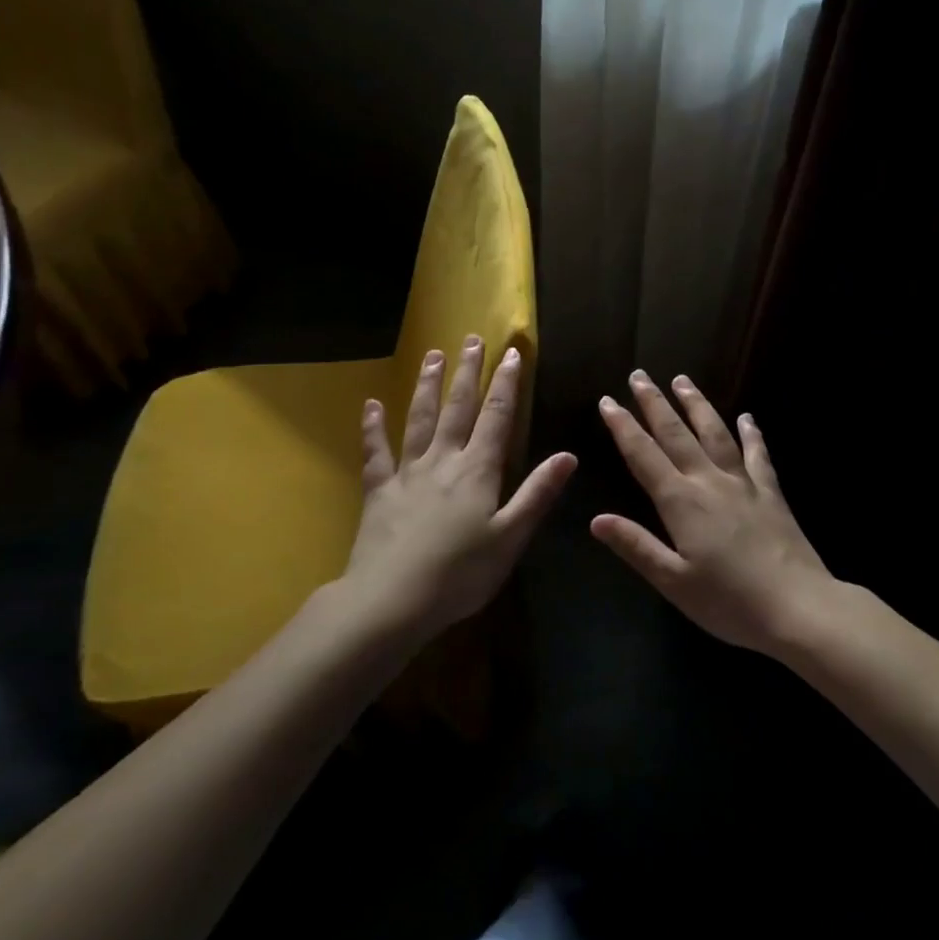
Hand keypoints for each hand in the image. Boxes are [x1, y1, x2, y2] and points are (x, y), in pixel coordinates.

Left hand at [343, 337, 575, 644]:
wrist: (391, 600)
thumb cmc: (460, 574)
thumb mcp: (510, 537)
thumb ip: (537, 494)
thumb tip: (567, 455)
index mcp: (477, 470)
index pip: (497, 416)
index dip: (506, 384)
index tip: (511, 353)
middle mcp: (442, 460)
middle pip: (457, 408)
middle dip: (468, 373)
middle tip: (471, 339)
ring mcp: (407, 473)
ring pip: (419, 419)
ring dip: (427, 386)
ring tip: (433, 355)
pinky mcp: (379, 491)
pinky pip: (375, 452)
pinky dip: (373, 428)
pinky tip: (371, 405)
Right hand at [593, 372, 831, 654]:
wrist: (798, 607)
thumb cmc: (729, 602)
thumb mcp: (673, 582)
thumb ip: (636, 546)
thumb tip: (596, 519)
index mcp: (680, 502)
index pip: (643, 455)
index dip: (623, 426)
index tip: (608, 401)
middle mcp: (709, 482)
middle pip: (676, 433)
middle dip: (654, 403)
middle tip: (639, 375)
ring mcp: (743, 483)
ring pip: (715, 433)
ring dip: (696, 405)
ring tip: (682, 380)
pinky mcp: (771, 493)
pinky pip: (759, 455)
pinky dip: (752, 433)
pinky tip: (748, 417)